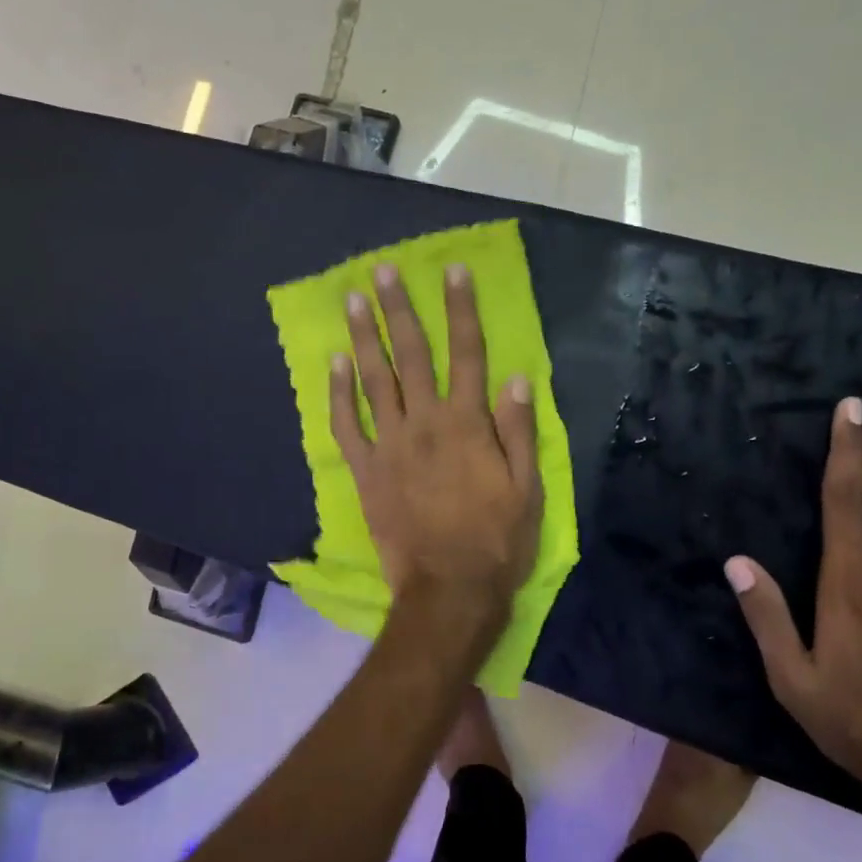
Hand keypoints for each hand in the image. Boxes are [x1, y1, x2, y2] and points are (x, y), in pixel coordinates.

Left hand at [333, 262, 541, 617]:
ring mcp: (390, 446)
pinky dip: (338, 393)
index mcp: (468, 424)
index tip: (453, 272)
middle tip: (383, 271)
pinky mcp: (366, 471)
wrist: (449, 590)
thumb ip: (519, 430)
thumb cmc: (497, 541)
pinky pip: (346, 425)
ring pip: (374, 380)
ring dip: (364, 337)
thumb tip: (515, 377)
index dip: (461, 310)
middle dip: (400, 309)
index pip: (467, 354)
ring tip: (353, 300)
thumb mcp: (527, 488)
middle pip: (412, 355)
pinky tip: (334, 363)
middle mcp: (426, 424)